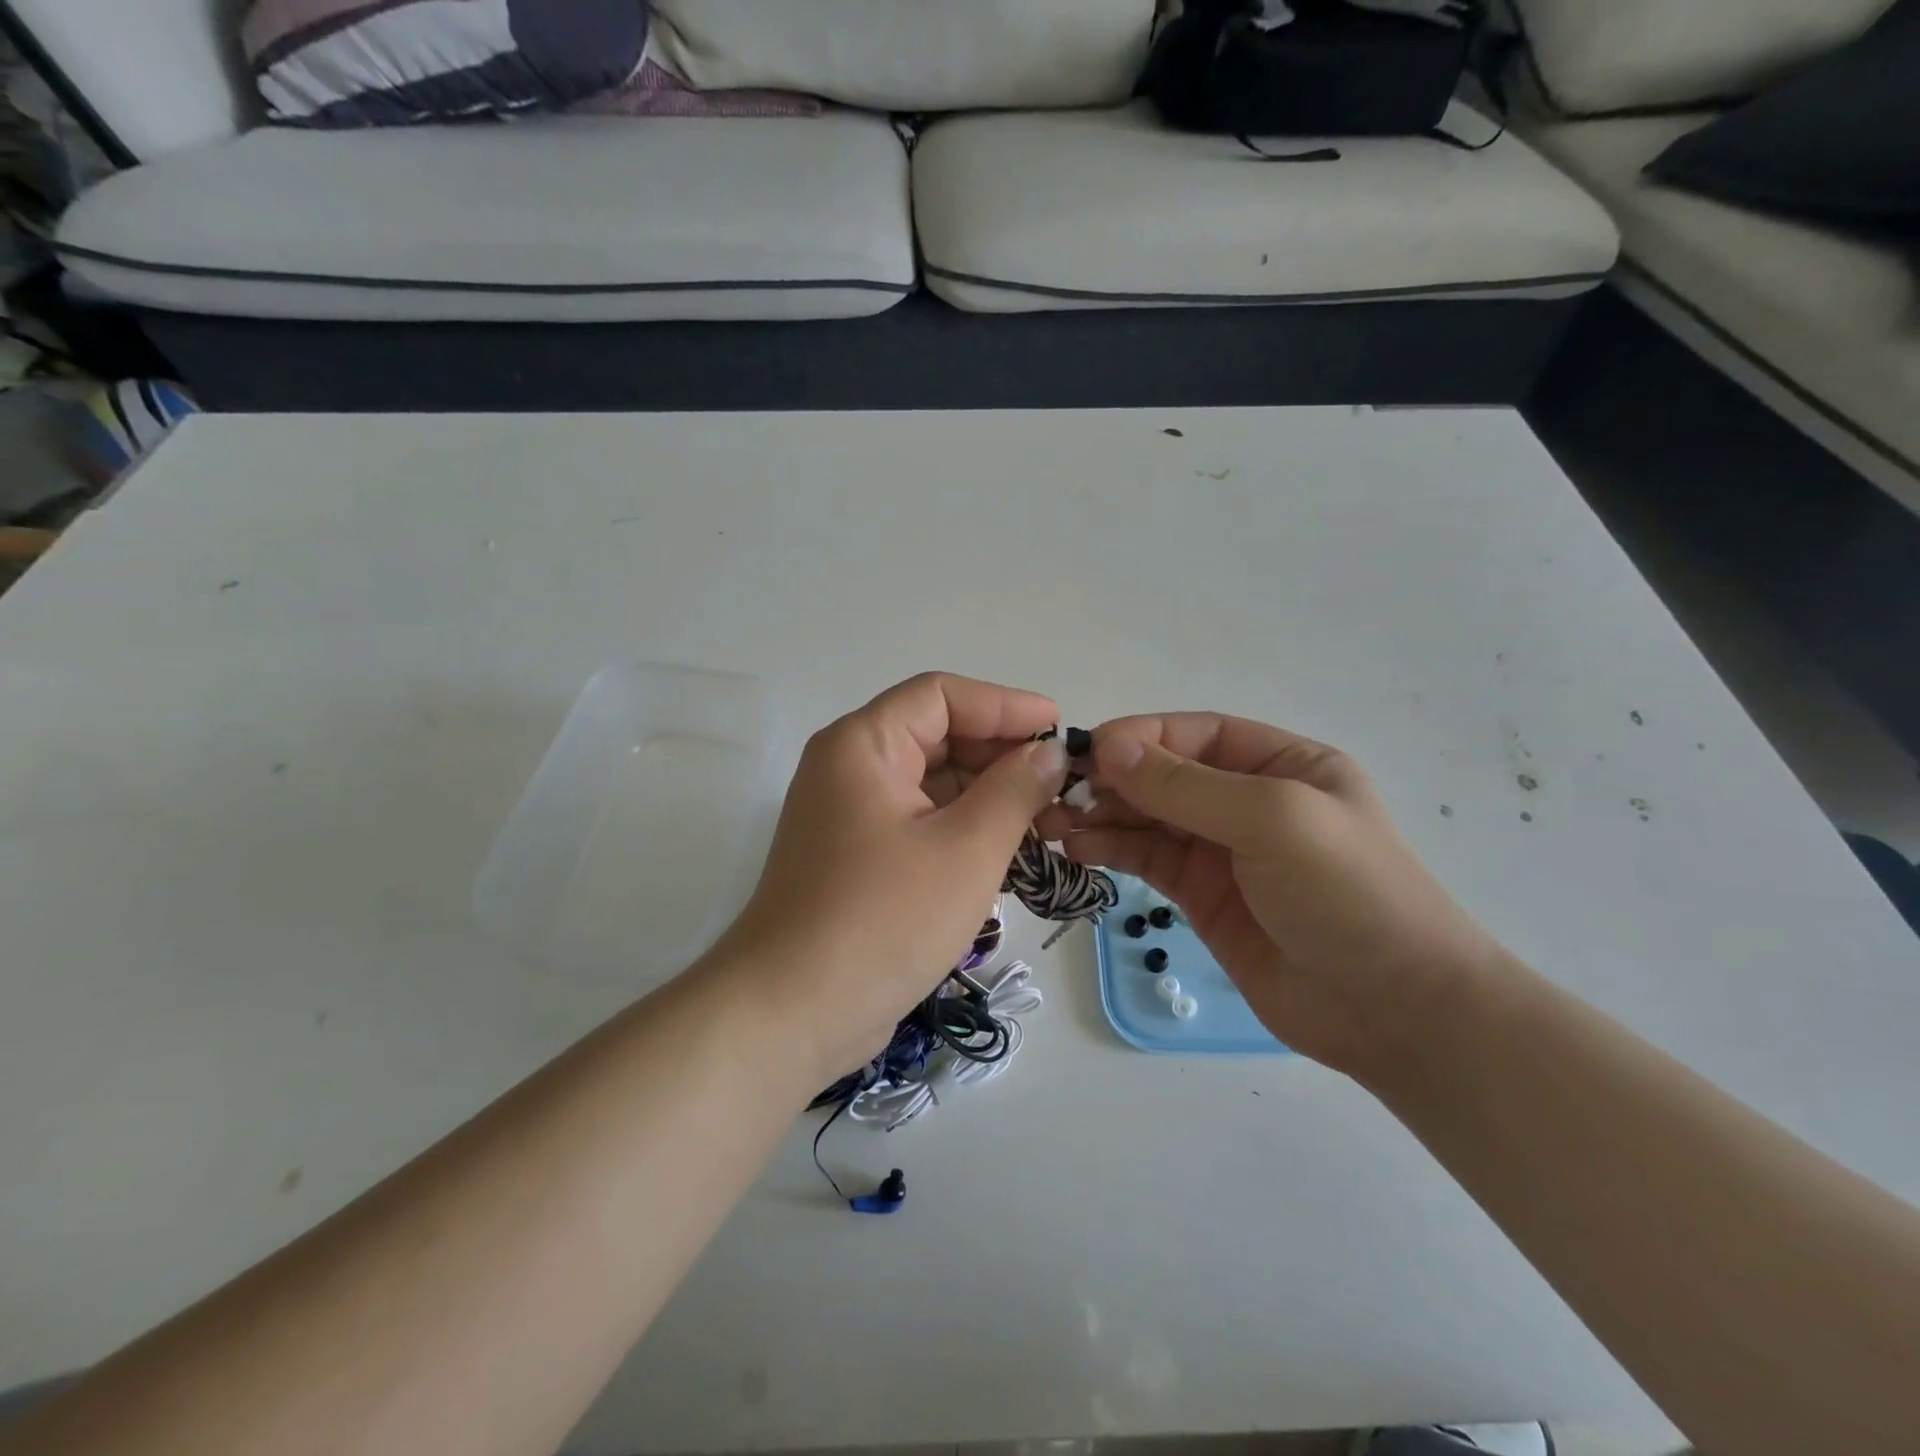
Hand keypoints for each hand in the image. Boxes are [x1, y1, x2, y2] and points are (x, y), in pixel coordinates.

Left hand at [714, 673, 1068, 1085]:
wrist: (793, 1013)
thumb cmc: (883, 918)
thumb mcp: (966, 849)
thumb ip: (1014, 790)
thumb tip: (1048, 755)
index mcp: (863, 745)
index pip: (941, 696)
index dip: (1005, 705)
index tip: (1058, 730)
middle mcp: (850, 769)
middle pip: (937, 737)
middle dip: (1001, 756)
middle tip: (1060, 786)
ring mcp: (852, 817)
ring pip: (932, 785)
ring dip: (988, 797)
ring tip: (1047, 822)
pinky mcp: (859, 860)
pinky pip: (921, 824)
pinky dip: (964, 830)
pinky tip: (1010, 853)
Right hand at [1037, 715, 1507, 1075]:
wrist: (1393, 1010)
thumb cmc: (1348, 894)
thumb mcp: (1274, 820)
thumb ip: (1188, 786)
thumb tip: (1110, 749)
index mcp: (1281, 764)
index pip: (1196, 734)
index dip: (1141, 737)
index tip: (1087, 753)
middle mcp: (1248, 800)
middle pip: (1165, 775)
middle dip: (1112, 780)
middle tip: (1056, 794)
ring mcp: (1223, 851)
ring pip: (1148, 818)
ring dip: (1101, 816)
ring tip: (1054, 824)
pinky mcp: (1201, 896)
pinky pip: (1147, 859)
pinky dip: (1111, 850)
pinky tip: (1078, 850)